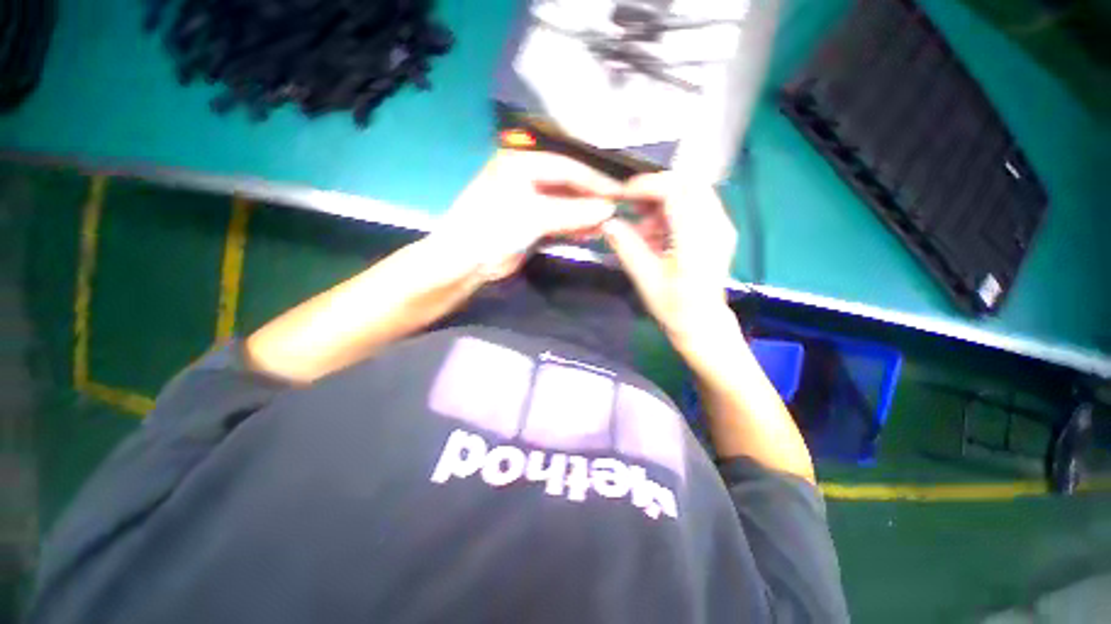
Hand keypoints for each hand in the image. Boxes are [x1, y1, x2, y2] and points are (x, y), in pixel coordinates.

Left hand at [433, 150, 620, 280]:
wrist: (465, 262)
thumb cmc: (494, 229)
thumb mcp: (534, 216)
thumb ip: (572, 212)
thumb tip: (608, 210)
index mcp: (521, 164)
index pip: (567, 168)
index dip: (595, 182)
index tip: (620, 194)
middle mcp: (526, 178)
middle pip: (567, 185)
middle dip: (592, 199)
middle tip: (617, 210)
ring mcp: (529, 202)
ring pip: (565, 204)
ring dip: (585, 214)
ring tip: (608, 224)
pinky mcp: (531, 223)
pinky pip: (559, 221)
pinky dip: (574, 226)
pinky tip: (591, 232)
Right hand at [602, 173, 737, 343]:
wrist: (703, 325)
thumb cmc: (674, 307)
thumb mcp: (645, 278)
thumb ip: (627, 247)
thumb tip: (608, 223)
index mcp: (697, 238)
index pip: (675, 190)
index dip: (646, 186)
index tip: (623, 195)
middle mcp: (716, 225)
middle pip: (688, 182)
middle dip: (656, 189)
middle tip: (633, 206)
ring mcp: (721, 226)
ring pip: (692, 192)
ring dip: (664, 202)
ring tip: (642, 228)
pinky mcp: (718, 231)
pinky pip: (695, 206)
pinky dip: (673, 211)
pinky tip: (657, 235)